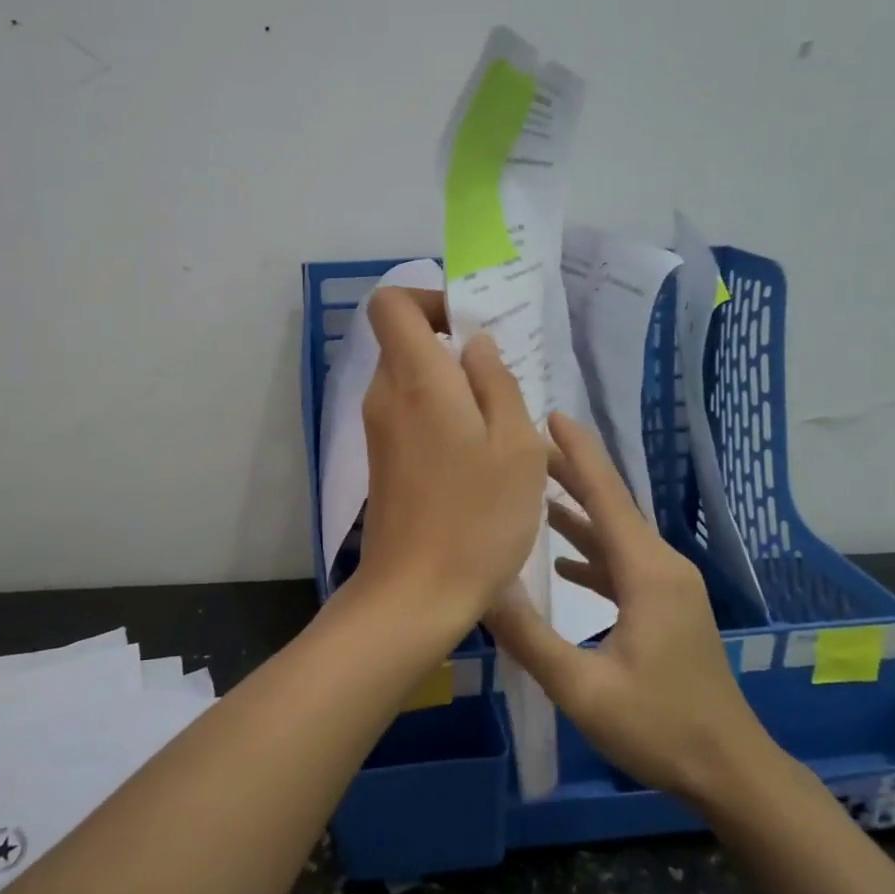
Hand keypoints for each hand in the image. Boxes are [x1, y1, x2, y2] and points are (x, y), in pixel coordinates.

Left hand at [352, 287, 547, 637]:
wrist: (415, 594)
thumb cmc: (477, 517)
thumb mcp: (515, 445)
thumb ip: (497, 382)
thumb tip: (475, 346)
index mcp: (415, 379)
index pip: (391, 304)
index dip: (429, 300)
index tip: (471, 328)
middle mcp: (385, 396)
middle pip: (405, 342)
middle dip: (453, 347)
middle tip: (505, 382)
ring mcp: (379, 432)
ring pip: (412, 381)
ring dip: (454, 388)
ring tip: (502, 426)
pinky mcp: (383, 461)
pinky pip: (411, 415)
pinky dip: (442, 417)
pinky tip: (479, 456)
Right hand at [484, 412, 781, 810]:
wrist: (731, 771)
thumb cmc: (660, 727)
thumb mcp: (582, 688)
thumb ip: (529, 636)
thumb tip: (481, 586)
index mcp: (648, 573)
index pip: (607, 497)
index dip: (578, 455)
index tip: (551, 415)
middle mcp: (662, 567)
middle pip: (611, 507)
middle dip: (571, 474)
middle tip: (527, 447)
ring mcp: (668, 589)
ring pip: (616, 535)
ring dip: (578, 513)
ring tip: (535, 492)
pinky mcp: (666, 609)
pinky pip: (622, 564)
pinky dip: (591, 552)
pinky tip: (562, 559)